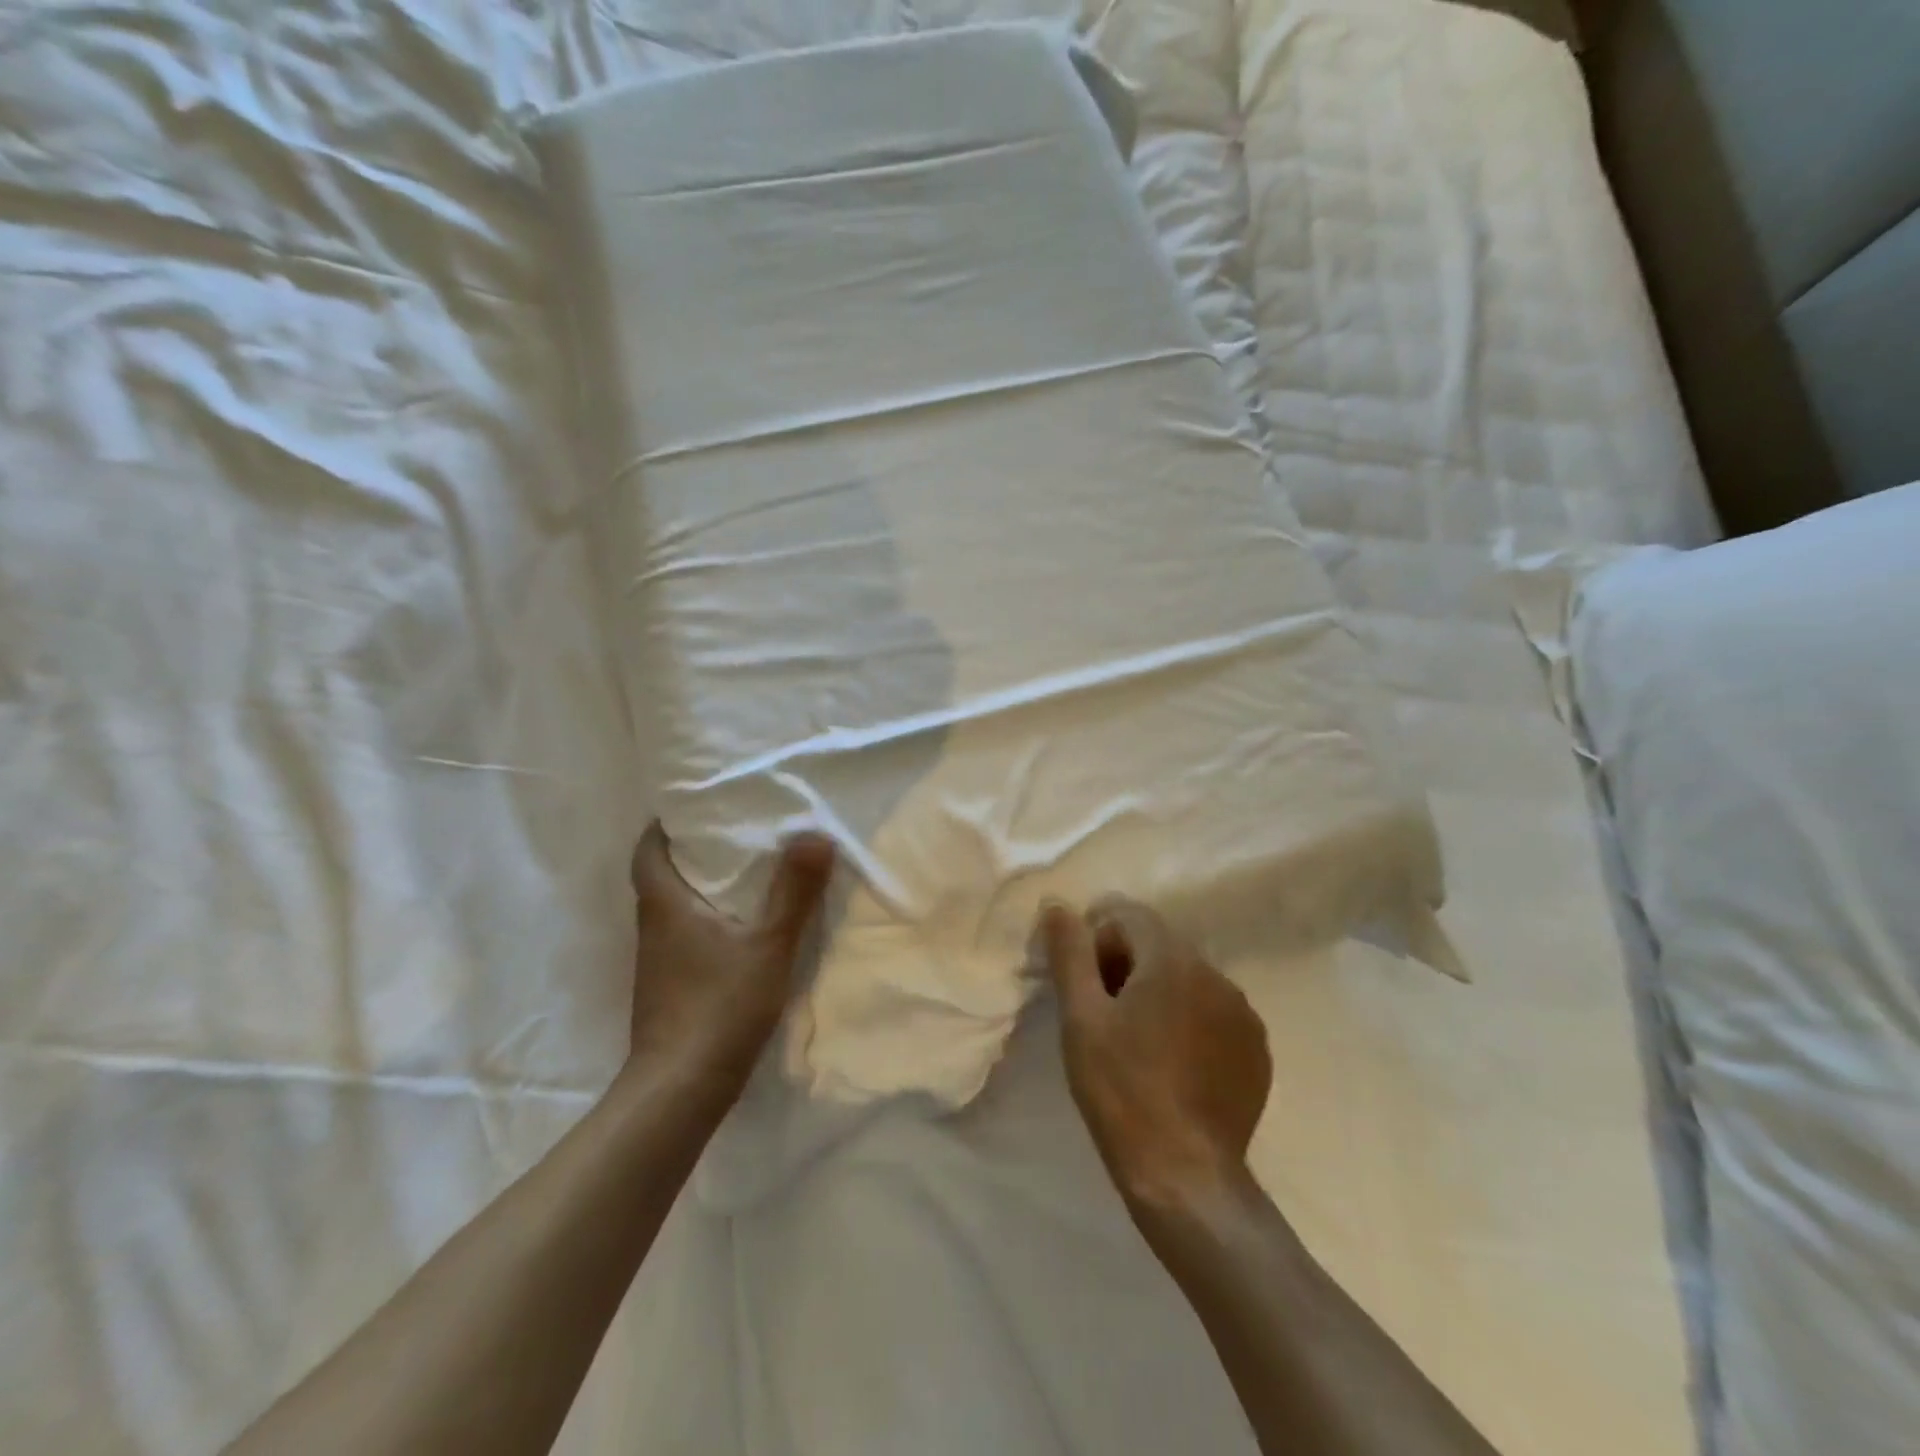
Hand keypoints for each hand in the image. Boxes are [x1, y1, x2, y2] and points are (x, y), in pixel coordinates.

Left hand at [627, 821, 835, 1087]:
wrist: (680, 1090)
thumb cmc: (719, 1006)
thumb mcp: (768, 944)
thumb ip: (794, 891)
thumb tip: (814, 834)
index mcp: (665, 906)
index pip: (647, 853)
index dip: (663, 828)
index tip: (693, 810)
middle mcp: (653, 929)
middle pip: (662, 879)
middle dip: (691, 854)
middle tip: (734, 836)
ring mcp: (658, 964)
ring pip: (674, 911)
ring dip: (701, 891)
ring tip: (745, 876)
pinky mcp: (669, 991)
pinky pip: (685, 939)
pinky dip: (707, 924)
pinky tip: (740, 932)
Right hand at [1037, 897, 1272, 1208]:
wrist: (1184, 1175)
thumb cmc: (1121, 1090)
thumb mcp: (1081, 1018)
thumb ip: (1070, 954)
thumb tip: (1059, 906)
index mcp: (1172, 959)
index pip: (1128, 916)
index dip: (1098, 942)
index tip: (1085, 986)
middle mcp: (1215, 973)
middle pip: (1160, 944)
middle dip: (1127, 964)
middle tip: (1104, 1014)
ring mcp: (1242, 1012)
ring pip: (1188, 978)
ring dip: (1160, 991)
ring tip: (1138, 1041)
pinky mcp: (1256, 1048)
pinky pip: (1214, 1011)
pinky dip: (1190, 1020)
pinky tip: (1173, 1062)